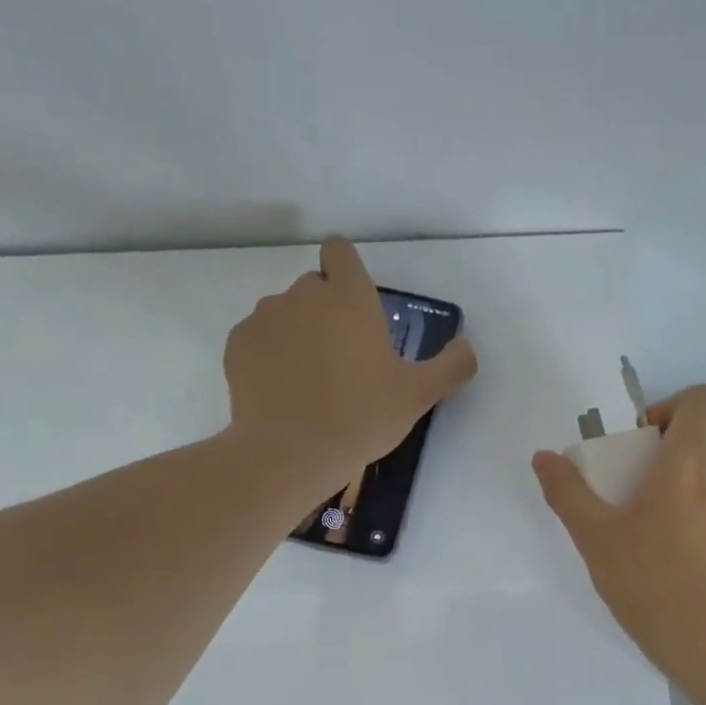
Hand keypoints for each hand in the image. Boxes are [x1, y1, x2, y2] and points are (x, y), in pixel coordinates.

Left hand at [224, 238, 476, 487]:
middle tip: (344, 358)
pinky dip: (270, 355)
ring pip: (285, 313)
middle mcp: (303, 294)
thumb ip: (452, 366)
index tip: (356, 302)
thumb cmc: (362, 417)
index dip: (347, 270)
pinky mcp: (238, 344)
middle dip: (328, 311)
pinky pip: (258, 338)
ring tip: (310, 380)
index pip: (341, 252)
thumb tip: (467, 347)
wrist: (291, 453)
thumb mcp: (419, 395)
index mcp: (349, 297)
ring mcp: (265, 317)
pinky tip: (282, 391)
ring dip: (298, 333)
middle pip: (315, 286)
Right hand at [532, 385, 705, 665]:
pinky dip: (699, 530)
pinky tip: (676, 572)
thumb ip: (567, 492)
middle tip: (629, 501)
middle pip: (698, 448)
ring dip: (681, 498)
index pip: (700, 400)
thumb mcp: (595, 537)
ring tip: (649, 543)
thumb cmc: (651, 580)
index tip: (641, 441)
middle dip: (663, 463)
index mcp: (690, 462)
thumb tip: (544, 457)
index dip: (670, 407)